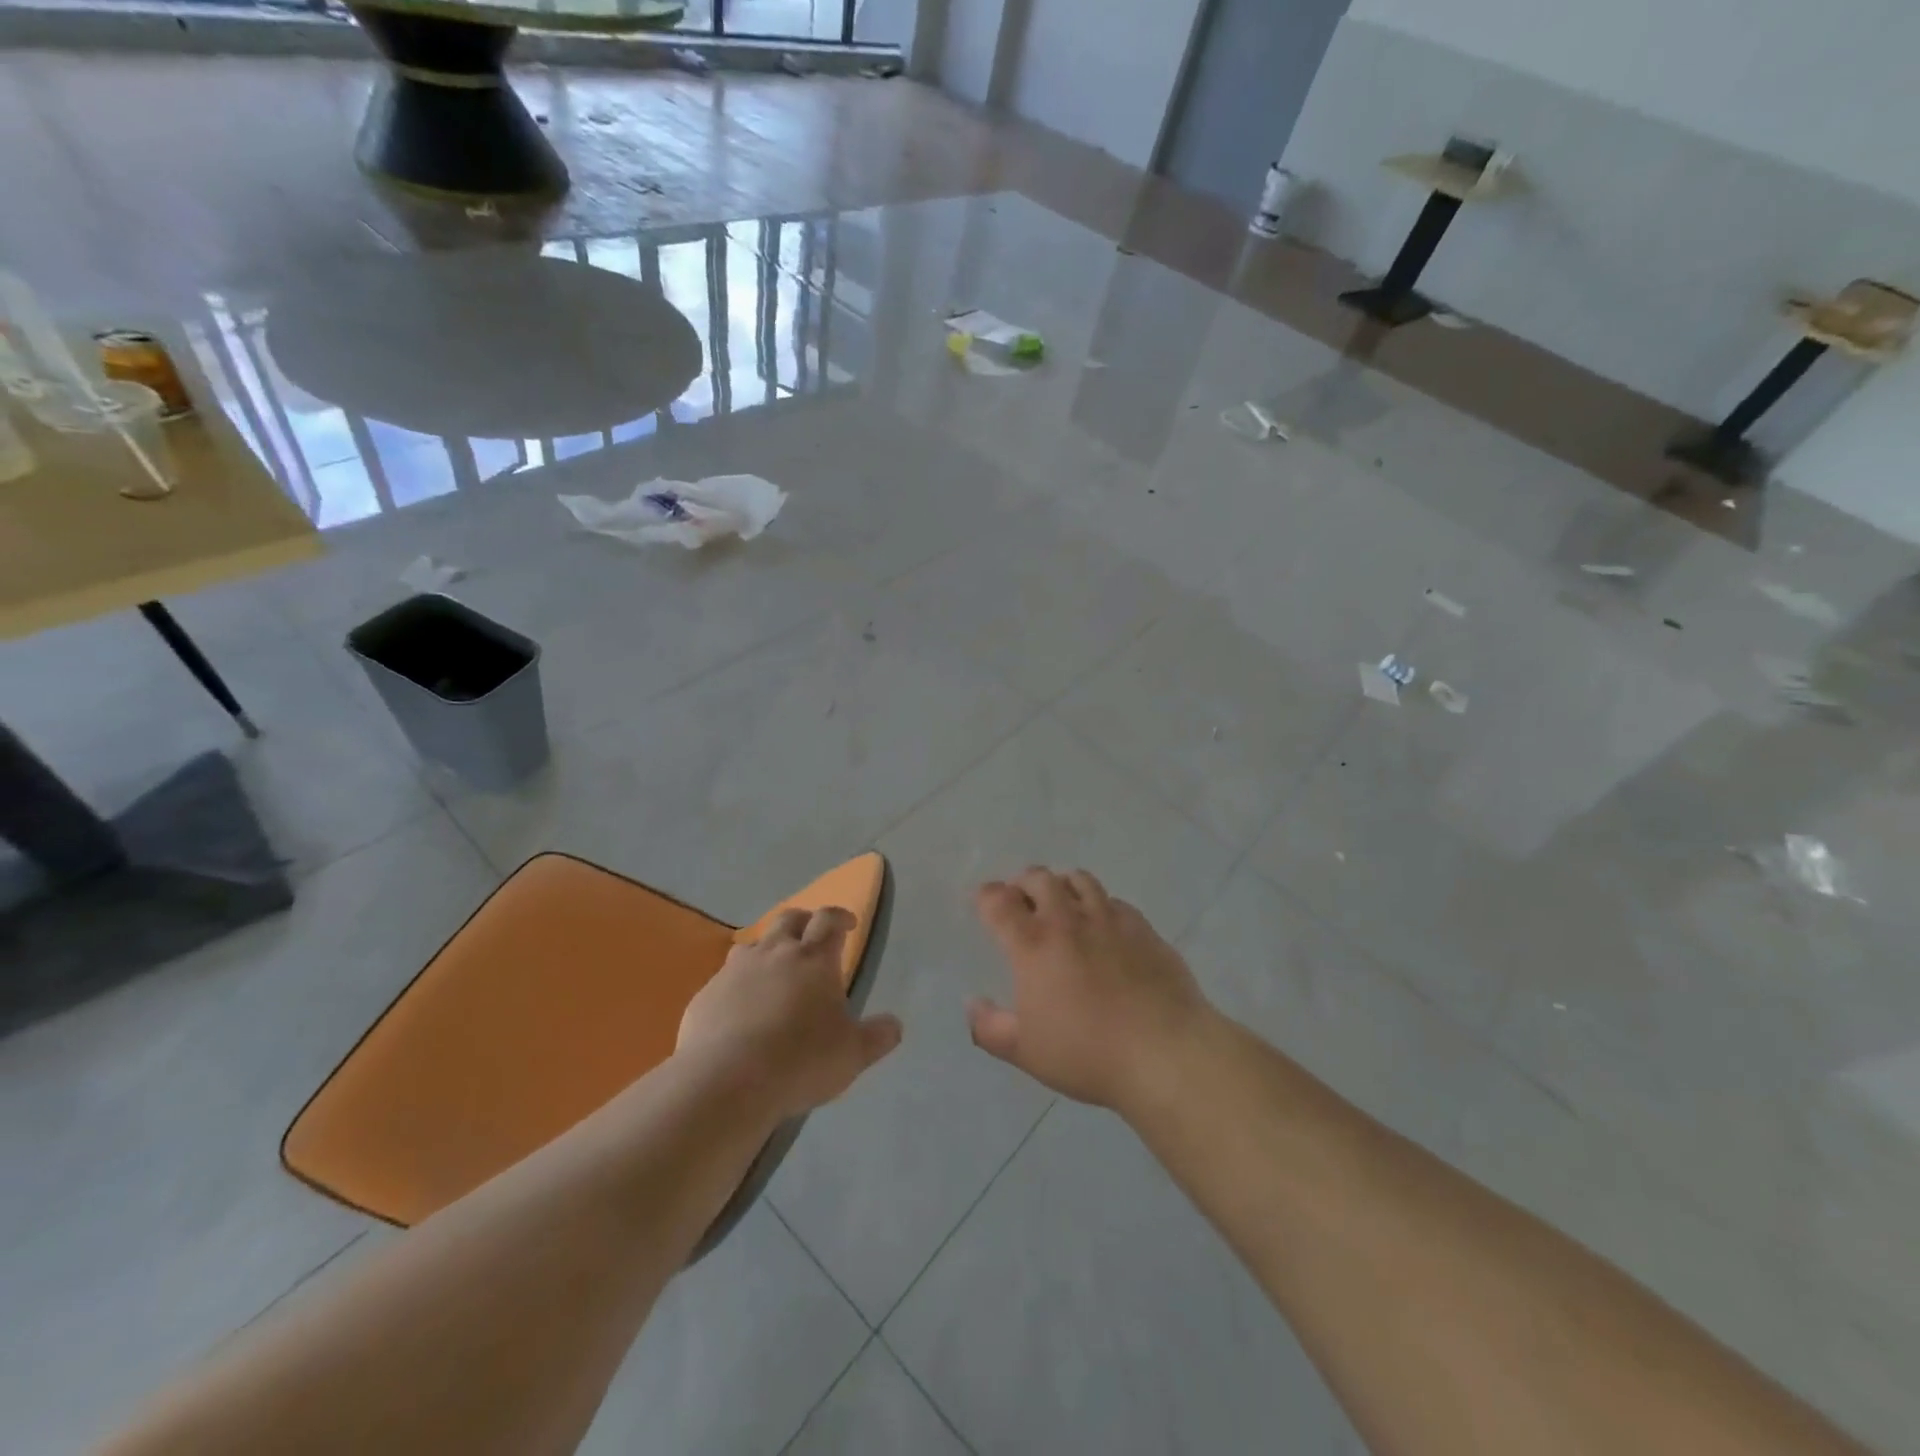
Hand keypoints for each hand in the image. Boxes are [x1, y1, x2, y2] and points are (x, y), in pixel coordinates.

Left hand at [678, 907, 901, 1120]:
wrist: (726, 1081)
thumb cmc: (800, 1061)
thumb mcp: (852, 1054)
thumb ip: (877, 1036)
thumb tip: (895, 1026)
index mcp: (814, 959)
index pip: (829, 920)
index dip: (840, 917)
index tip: (848, 924)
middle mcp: (774, 953)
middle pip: (789, 918)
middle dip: (804, 921)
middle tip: (812, 936)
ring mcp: (735, 971)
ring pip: (753, 944)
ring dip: (767, 949)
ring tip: (774, 970)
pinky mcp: (706, 995)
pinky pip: (725, 979)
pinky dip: (738, 984)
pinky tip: (740, 1009)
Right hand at [968, 868, 1211, 1112]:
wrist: (1164, 1052)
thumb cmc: (1086, 1053)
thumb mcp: (1025, 1051)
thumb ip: (989, 1027)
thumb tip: (973, 1004)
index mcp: (1032, 944)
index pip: (999, 901)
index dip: (986, 897)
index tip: (985, 903)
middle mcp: (1067, 919)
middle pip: (1039, 878)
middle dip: (1023, 884)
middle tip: (1022, 903)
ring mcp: (1109, 919)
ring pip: (1079, 880)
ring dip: (1062, 886)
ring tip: (1062, 905)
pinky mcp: (1142, 927)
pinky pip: (1114, 901)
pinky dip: (1099, 905)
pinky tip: (1103, 927)